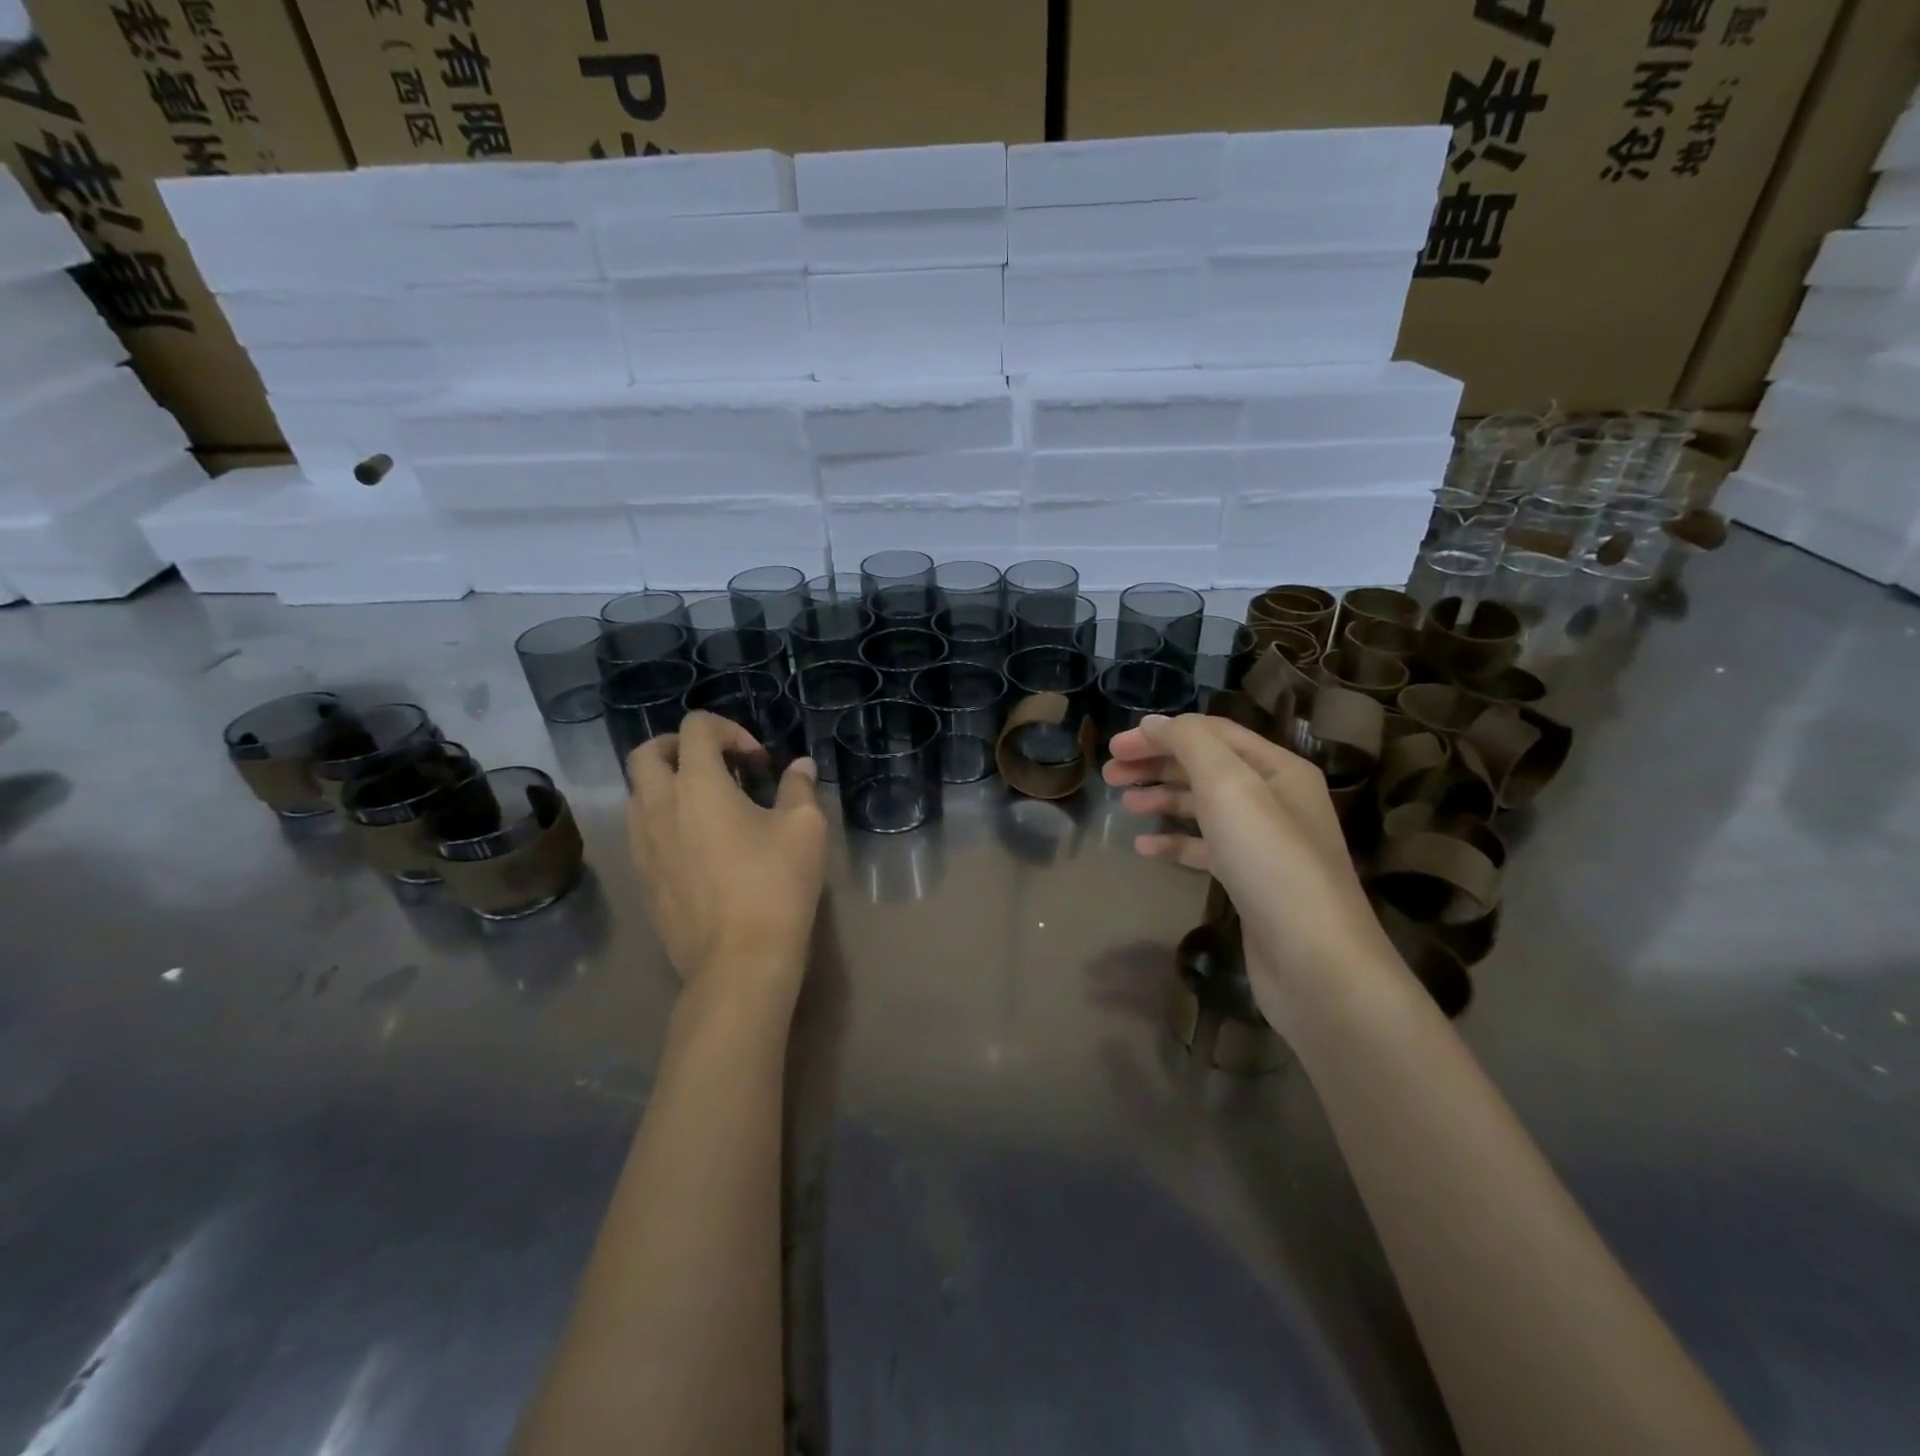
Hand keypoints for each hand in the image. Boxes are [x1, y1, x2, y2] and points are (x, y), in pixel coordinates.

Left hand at [627, 712, 826, 1006]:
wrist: (738, 962)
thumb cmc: (776, 885)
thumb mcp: (804, 828)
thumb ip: (799, 787)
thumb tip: (800, 766)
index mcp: (697, 784)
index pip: (695, 728)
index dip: (729, 731)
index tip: (758, 762)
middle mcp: (658, 807)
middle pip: (647, 753)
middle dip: (681, 747)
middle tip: (719, 766)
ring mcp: (643, 846)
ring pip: (637, 794)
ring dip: (669, 784)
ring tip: (710, 806)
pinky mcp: (642, 879)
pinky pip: (642, 832)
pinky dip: (665, 821)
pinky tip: (700, 846)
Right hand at [1102, 713, 1398, 1031]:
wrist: (1315, 961)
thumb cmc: (1270, 861)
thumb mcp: (1229, 787)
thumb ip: (1190, 745)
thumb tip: (1154, 723)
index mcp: (1277, 768)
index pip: (1211, 733)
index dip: (1160, 734)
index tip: (1114, 747)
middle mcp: (1274, 798)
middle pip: (1205, 767)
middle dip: (1156, 765)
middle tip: (1109, 774)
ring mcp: (1264, 842)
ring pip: (1203, 807)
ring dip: (1162, 799)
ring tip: (1124, 804)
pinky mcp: (1250, 880)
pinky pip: (1206, 848)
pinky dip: (1175, 843)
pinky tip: (1144, 849)